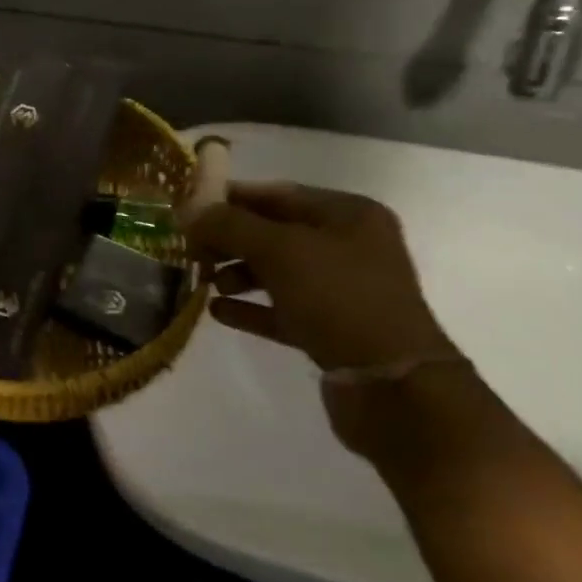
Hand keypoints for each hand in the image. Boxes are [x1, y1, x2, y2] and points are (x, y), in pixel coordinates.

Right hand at [187, 184, 467, 455]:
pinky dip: (251, 309)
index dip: (232, 197)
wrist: (393, 387)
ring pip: (278, 273)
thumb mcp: (281, 251)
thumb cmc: (340, 299)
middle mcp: (349, 248)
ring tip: (205, 282)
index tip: (190, 207)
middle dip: (231, 239)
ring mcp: (342, 292)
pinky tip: (217, 313)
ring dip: (238, 274)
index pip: (279, 194)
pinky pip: (282, 311)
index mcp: (349, 215)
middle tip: (190, 249)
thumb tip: (188, 210)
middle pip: (276, 233)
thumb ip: (231, 226)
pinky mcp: (332, 332)